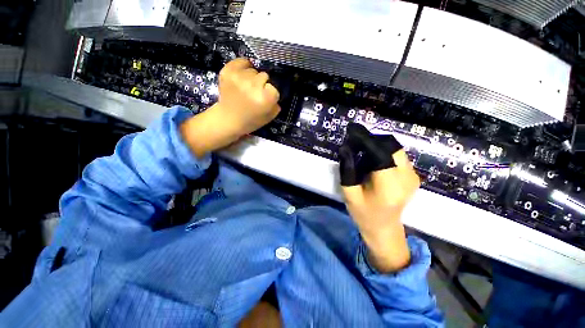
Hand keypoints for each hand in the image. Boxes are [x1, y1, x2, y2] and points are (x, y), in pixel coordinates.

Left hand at [180, 58, 279, 156]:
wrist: (228, 119)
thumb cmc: (251, 120)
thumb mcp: (269, 117)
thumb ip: (276, 104)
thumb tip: (275, 92)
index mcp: (265, 98)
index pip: (274, 88)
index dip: (270, 94)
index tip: (264, 99)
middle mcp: (253, 85)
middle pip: (264, 76)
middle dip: (262, 84)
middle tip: (255, 93)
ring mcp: (239, 77)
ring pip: (253, 69)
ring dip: (252, 77)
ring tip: (246, 88)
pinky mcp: (228, 71)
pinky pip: (242, 61)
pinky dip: (243, 67)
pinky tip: (241, 77)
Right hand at [340, 125, 419, 272]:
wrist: (384, 228)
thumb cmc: (364, 214)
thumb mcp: (349, 194)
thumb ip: (347, 170)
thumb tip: (345, 148)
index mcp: (389, 185)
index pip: (380, 153)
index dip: (365, 139)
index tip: (351, 130)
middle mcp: (407, 177)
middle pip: (391, 146)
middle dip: (371, 141)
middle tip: (354, 144)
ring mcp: (413, 176)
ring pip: (395, 148)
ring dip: (377, 146)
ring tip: (361, 153)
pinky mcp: (413, 175)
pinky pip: (397, 155)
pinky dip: (383, 152)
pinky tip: (372, 161)